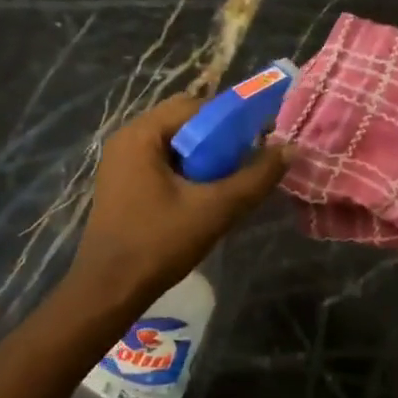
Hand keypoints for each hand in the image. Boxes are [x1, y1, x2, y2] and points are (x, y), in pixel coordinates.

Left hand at [72, 94, 287, 308]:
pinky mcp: (123, 182)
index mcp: (141, 134)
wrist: (108, 291)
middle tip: (243, 163)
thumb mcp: (215, 210)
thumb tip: (290, 149)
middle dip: (217, 139)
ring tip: (227, 182)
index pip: (196, 106)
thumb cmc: (158, 244)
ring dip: (203, 156)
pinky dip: (186, 170)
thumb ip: (254, 178)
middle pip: (184, 122)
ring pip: (174, 143)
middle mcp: (127, 138)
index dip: (231, 120)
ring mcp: (121, 161)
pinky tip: (203, 196)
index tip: (257, 141)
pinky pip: (161, 161)